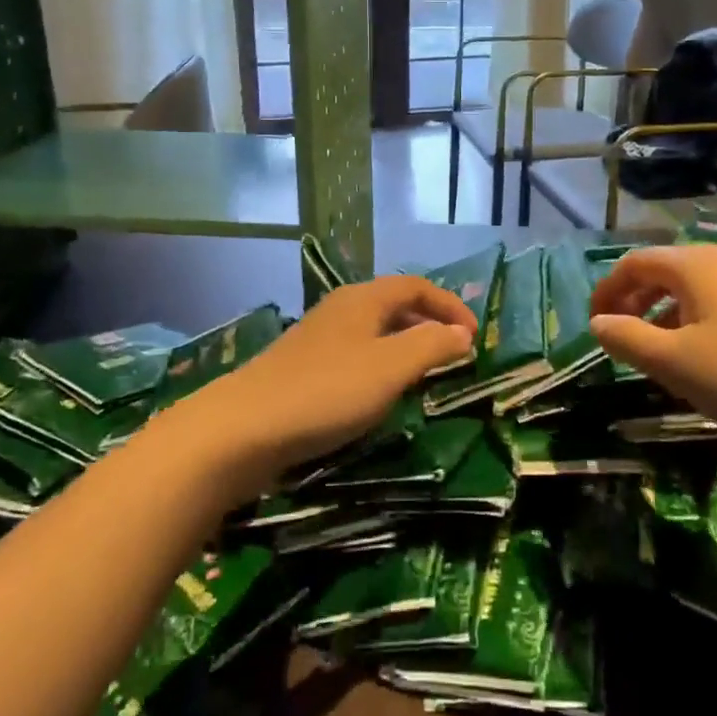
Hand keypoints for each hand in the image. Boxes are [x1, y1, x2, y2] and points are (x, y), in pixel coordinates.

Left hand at [180, 276, 475, 490]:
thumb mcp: (391, 368)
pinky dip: (380, 366)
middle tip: (453, 356)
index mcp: (364, 299)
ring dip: (404, 347)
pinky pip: (355, 355)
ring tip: (423, 376)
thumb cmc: (327, 391)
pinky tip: (378, 396)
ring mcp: (318, 337)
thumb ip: (431, 346)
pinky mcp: (302, 367)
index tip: (474, 338)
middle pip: (395, 305)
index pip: (417, 286)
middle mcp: (341, 308)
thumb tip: (462, 334)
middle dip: (429, 325)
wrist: (242, 429)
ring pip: (374, 331)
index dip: (450, 306)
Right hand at [589, 243, 716, 444]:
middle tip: (617, 336)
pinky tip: (696, 357)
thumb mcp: (672, 362)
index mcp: (693, 265)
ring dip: (660, 313)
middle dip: (632, 300)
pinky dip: (690, 321)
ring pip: (689, 288)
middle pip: (662, 271)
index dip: (607, 290)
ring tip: (652, 352)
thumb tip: (598, 324)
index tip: (593, 325)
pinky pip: (714, 302)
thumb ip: (627, 338)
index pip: (634, 263)